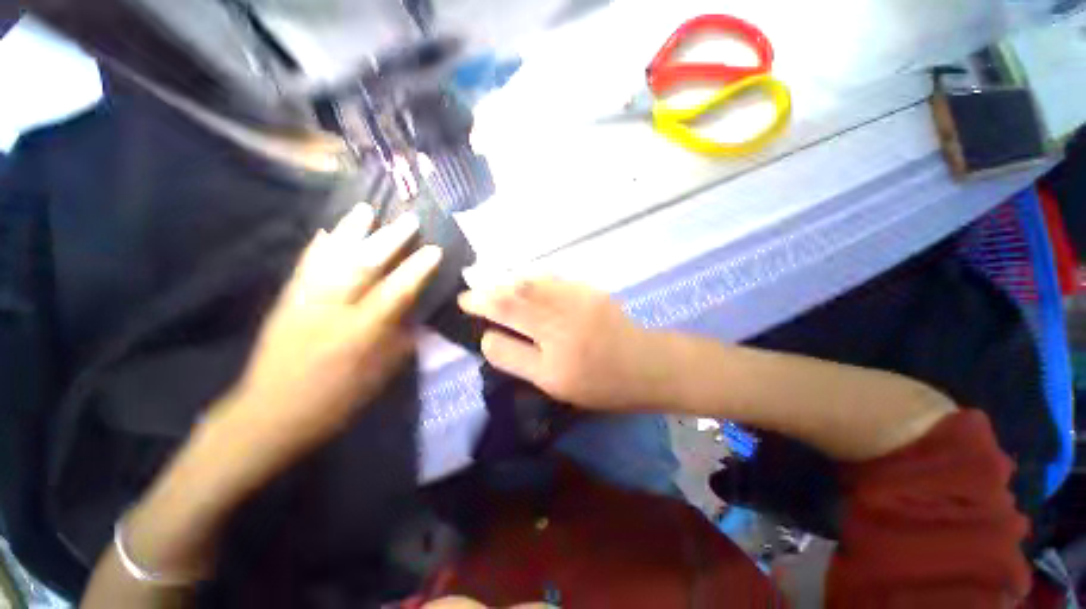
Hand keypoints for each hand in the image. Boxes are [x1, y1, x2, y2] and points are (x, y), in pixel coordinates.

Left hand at [211, 204, 441, 477]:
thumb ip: (399, 341)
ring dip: (351, 231)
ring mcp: (304, 301)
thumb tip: (413, 314)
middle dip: (389, 240)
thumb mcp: (379, 376)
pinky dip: (317, 246)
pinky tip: (328, 231)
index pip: (396, 292)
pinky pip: (303, 265)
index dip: (417, 269)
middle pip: (363, 265)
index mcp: (361, 333)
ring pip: (331, 257)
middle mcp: (333, 310)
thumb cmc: (335, 400)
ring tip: (366, 209)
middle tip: (408, 219)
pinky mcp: (286, 300)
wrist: (270, 412)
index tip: (434, 249)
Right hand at [458, 277, 666, 410]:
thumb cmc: (602, 383)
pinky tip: (520, 280)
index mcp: (552, 362)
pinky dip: (529, 278)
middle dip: (484, 296)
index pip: (505, 343)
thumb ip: (520, 361)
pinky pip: (550, 279)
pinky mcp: (588, 290)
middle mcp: (561, 329)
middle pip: (513, 304)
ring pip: (529, 286)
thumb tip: (491, 337)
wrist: (646, 363)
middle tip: (467, 295)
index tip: (470, 316)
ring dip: (503, 283)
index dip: (484, 328)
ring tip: (488, 285)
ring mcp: (575, 305)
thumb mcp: (556, 385)